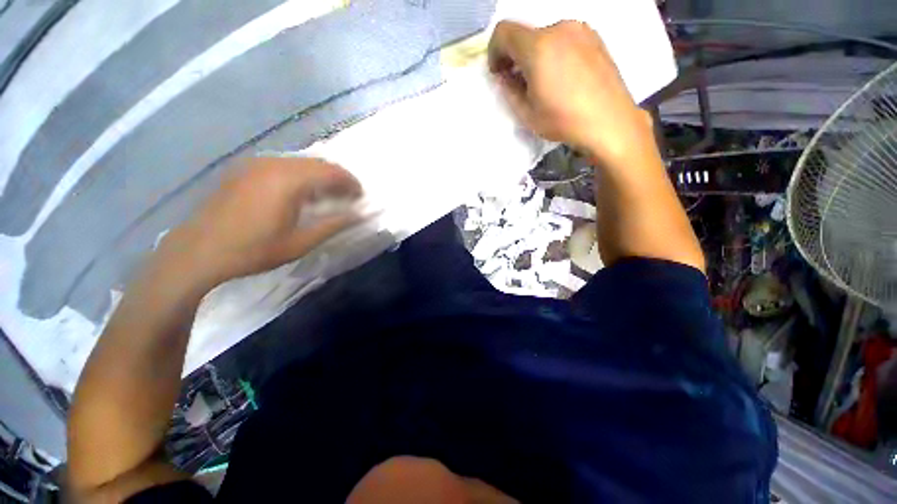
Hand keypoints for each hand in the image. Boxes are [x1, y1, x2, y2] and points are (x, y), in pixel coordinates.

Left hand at [159, 157, 360, 288]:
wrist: (199, 251)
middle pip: (318, 163)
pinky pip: (284, 165)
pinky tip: (301, 194)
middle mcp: (274, 164)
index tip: (361, 197)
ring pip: (301, 162)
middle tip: (348, 198)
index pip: (332, 172)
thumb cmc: (254, 250)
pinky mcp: (246, 168)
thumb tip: (360, 215)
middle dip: (338, 178)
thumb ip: (334, 224)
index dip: (351, 183)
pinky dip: (302, 175)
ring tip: (328, 197)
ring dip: (320, 176)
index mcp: (288, 181)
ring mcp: (257, 164)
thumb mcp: (301, 242)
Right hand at [488, 21, 653, 163]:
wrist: (609, 121)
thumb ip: (510, 91)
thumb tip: (505, 77)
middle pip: (525, 34)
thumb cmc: (563, 121)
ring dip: (535, 55)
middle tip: (518, 81)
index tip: (498, 72)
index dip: (494, 51)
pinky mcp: (594, 37)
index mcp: (538, 47)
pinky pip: (563, 39)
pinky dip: (553, 53)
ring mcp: (580, 30)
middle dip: (515, 55)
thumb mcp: (527, 114)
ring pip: (545, 37)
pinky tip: (561, 77)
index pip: (503, 31)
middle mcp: (559, 29)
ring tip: (542, 82)